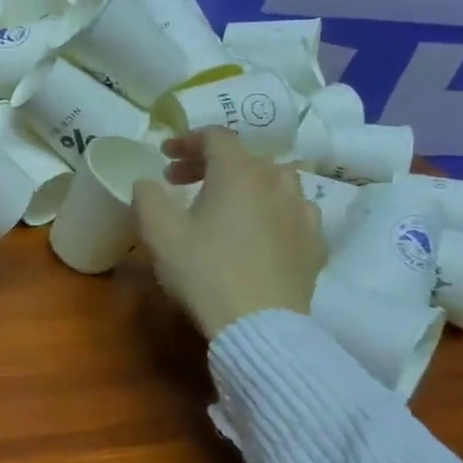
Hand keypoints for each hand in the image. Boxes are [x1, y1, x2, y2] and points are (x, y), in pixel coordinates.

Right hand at [131, 128, 325, 339]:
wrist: (259, 325)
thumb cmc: (203, 270)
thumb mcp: (159, 232)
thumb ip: (147, 197)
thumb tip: (147, 182)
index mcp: (238, 172)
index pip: (215, 137)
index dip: (187, 140)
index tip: (164, 155)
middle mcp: (275, 182)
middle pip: (244, 156)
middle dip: (210, 163)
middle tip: (180, 181)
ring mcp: (302, 212)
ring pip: (276, 179)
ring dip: (247, 181)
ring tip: (226, 201)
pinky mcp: (315, 243)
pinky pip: (295, 211)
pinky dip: (274, 208)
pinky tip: (261, 229)